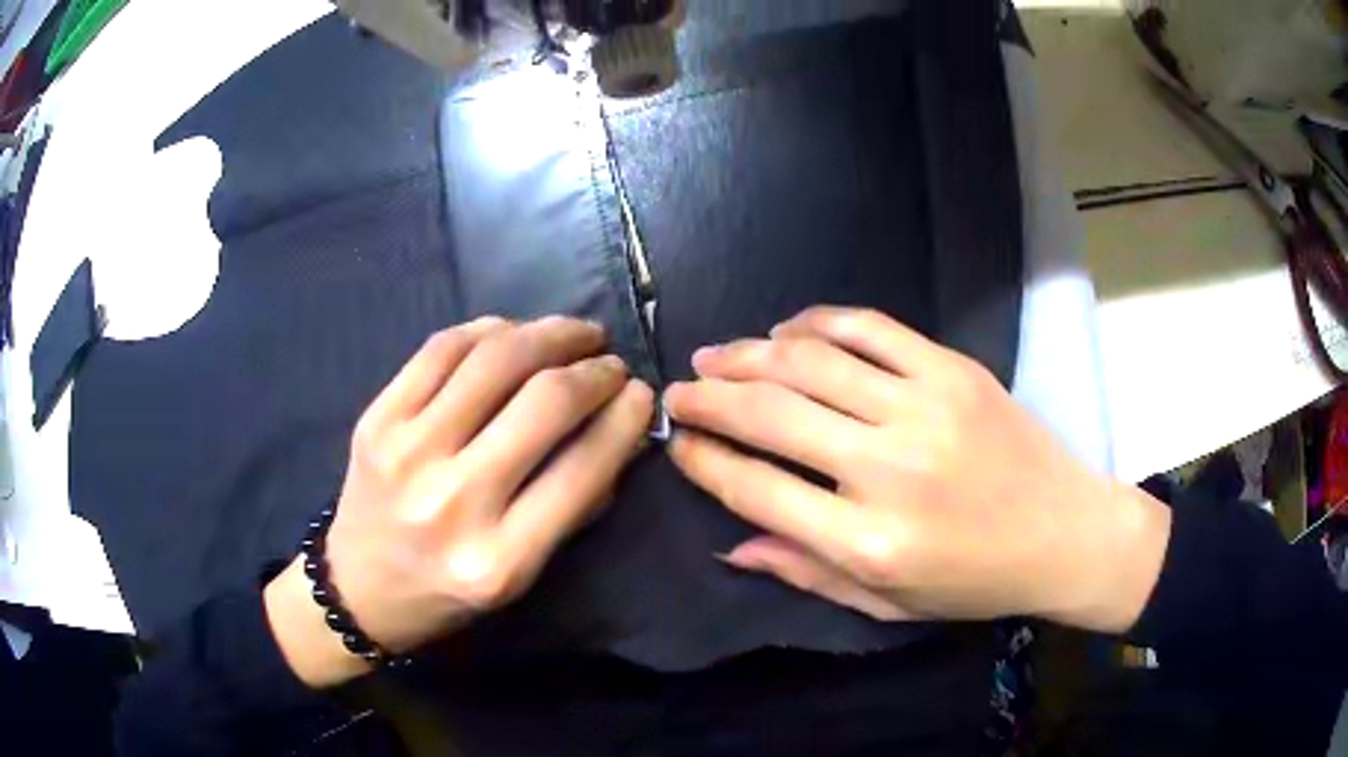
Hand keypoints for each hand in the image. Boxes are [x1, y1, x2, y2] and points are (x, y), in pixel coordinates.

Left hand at [267, 317, 653, 686]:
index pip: (583, 468)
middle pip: (543, 402)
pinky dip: (487, 329)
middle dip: (593, 369)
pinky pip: (440, 349)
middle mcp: (453, 500)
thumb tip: (617, 431)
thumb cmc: (447, 592)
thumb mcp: (522, 576)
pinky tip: (512, 332)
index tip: (641, 393)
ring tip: (575, 333)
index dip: (624, 418)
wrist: (357, 588)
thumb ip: (574, 507)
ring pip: (493, 360)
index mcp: (499, 560)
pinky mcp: (376, 418)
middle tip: (610, 362)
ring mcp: (406, 451)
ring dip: (548, 333)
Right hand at [666, 307, 1169, 632]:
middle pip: (770, 416)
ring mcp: (924, 408)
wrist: (1065, 532)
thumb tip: (732, 543)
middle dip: (709, 399)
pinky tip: (787, 330)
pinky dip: (818, 322)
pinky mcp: (953, 370)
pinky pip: (870, 328)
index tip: (678, 444)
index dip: (704, 461)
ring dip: (749, 354)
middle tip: (678, 392)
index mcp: (867, 543)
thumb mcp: (887, 604)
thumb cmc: (975, 581)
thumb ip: (806, 572)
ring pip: (810, 362)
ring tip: (714, 356)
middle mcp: (888, 470)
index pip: (755, 490)